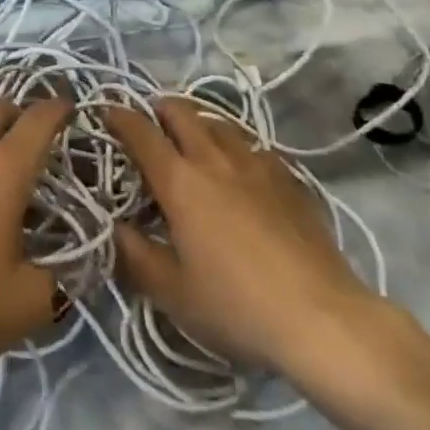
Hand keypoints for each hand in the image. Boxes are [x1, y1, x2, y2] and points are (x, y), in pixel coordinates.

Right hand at [106, 99, 385, 386]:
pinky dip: (235, 148)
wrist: (323, 319)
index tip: (106, 113)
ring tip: (193, 147)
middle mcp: (214, 158)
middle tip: (150, 129)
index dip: (118, 116)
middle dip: (158, 110)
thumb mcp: (173, 293)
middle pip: (180, 110)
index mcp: (180, 180)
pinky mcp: (288, 177)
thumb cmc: (237, 306)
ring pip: (218, 121)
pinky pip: (252, 145)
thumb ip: (134, 255)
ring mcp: (256, 162)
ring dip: (198, 124)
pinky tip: (240, 174)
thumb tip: (112, 227)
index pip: (140, 131)